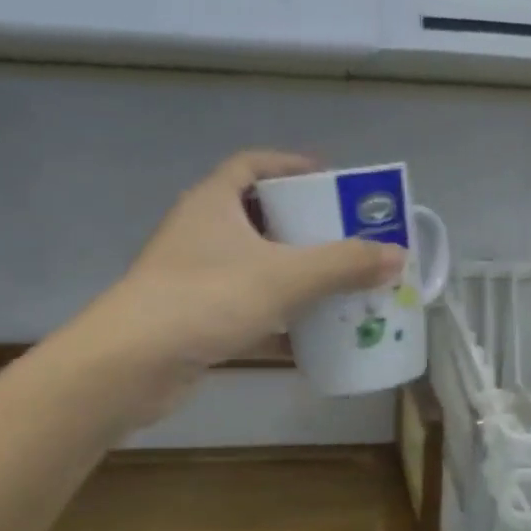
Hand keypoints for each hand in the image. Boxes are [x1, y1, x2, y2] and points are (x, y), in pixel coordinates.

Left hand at [62, 150, 404, 427]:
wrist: (133, 365)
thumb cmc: (207, 298)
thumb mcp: (285, 276)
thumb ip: (343, 264)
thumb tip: (397, 255)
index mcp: (214, 202)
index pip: (254, 165)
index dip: (292, 166)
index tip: (332, 180)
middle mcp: (201, 232)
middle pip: (259, 217)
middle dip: (304, 227)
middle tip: (347, 238)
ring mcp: (195, 277)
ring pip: (255, 266)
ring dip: (294, 275)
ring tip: (338, 285)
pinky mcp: (196, 318)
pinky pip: (248, 308)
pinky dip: (278, 320)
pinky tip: (309, 338)